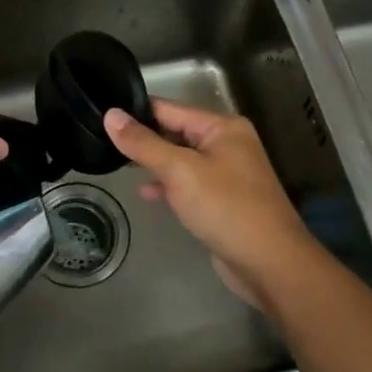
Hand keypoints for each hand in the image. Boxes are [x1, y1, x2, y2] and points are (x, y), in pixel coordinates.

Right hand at [103, 98, 319, 311]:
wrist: (270, 263)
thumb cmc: (225, 208)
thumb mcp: (179, 171)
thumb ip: (143, 143)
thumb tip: (111, 115)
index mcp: (222, 127)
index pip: (169, 108)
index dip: (136, 111)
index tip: (101, 115)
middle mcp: (227, 143)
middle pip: (175, 131)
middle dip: (143, 138)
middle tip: (102, 142)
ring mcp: (227, 172)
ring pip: (180, 159)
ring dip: (154, 163)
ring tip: (116, 165)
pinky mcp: (223, 199)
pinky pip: (189, 183)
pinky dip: (168, 185)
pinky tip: (146, 194)